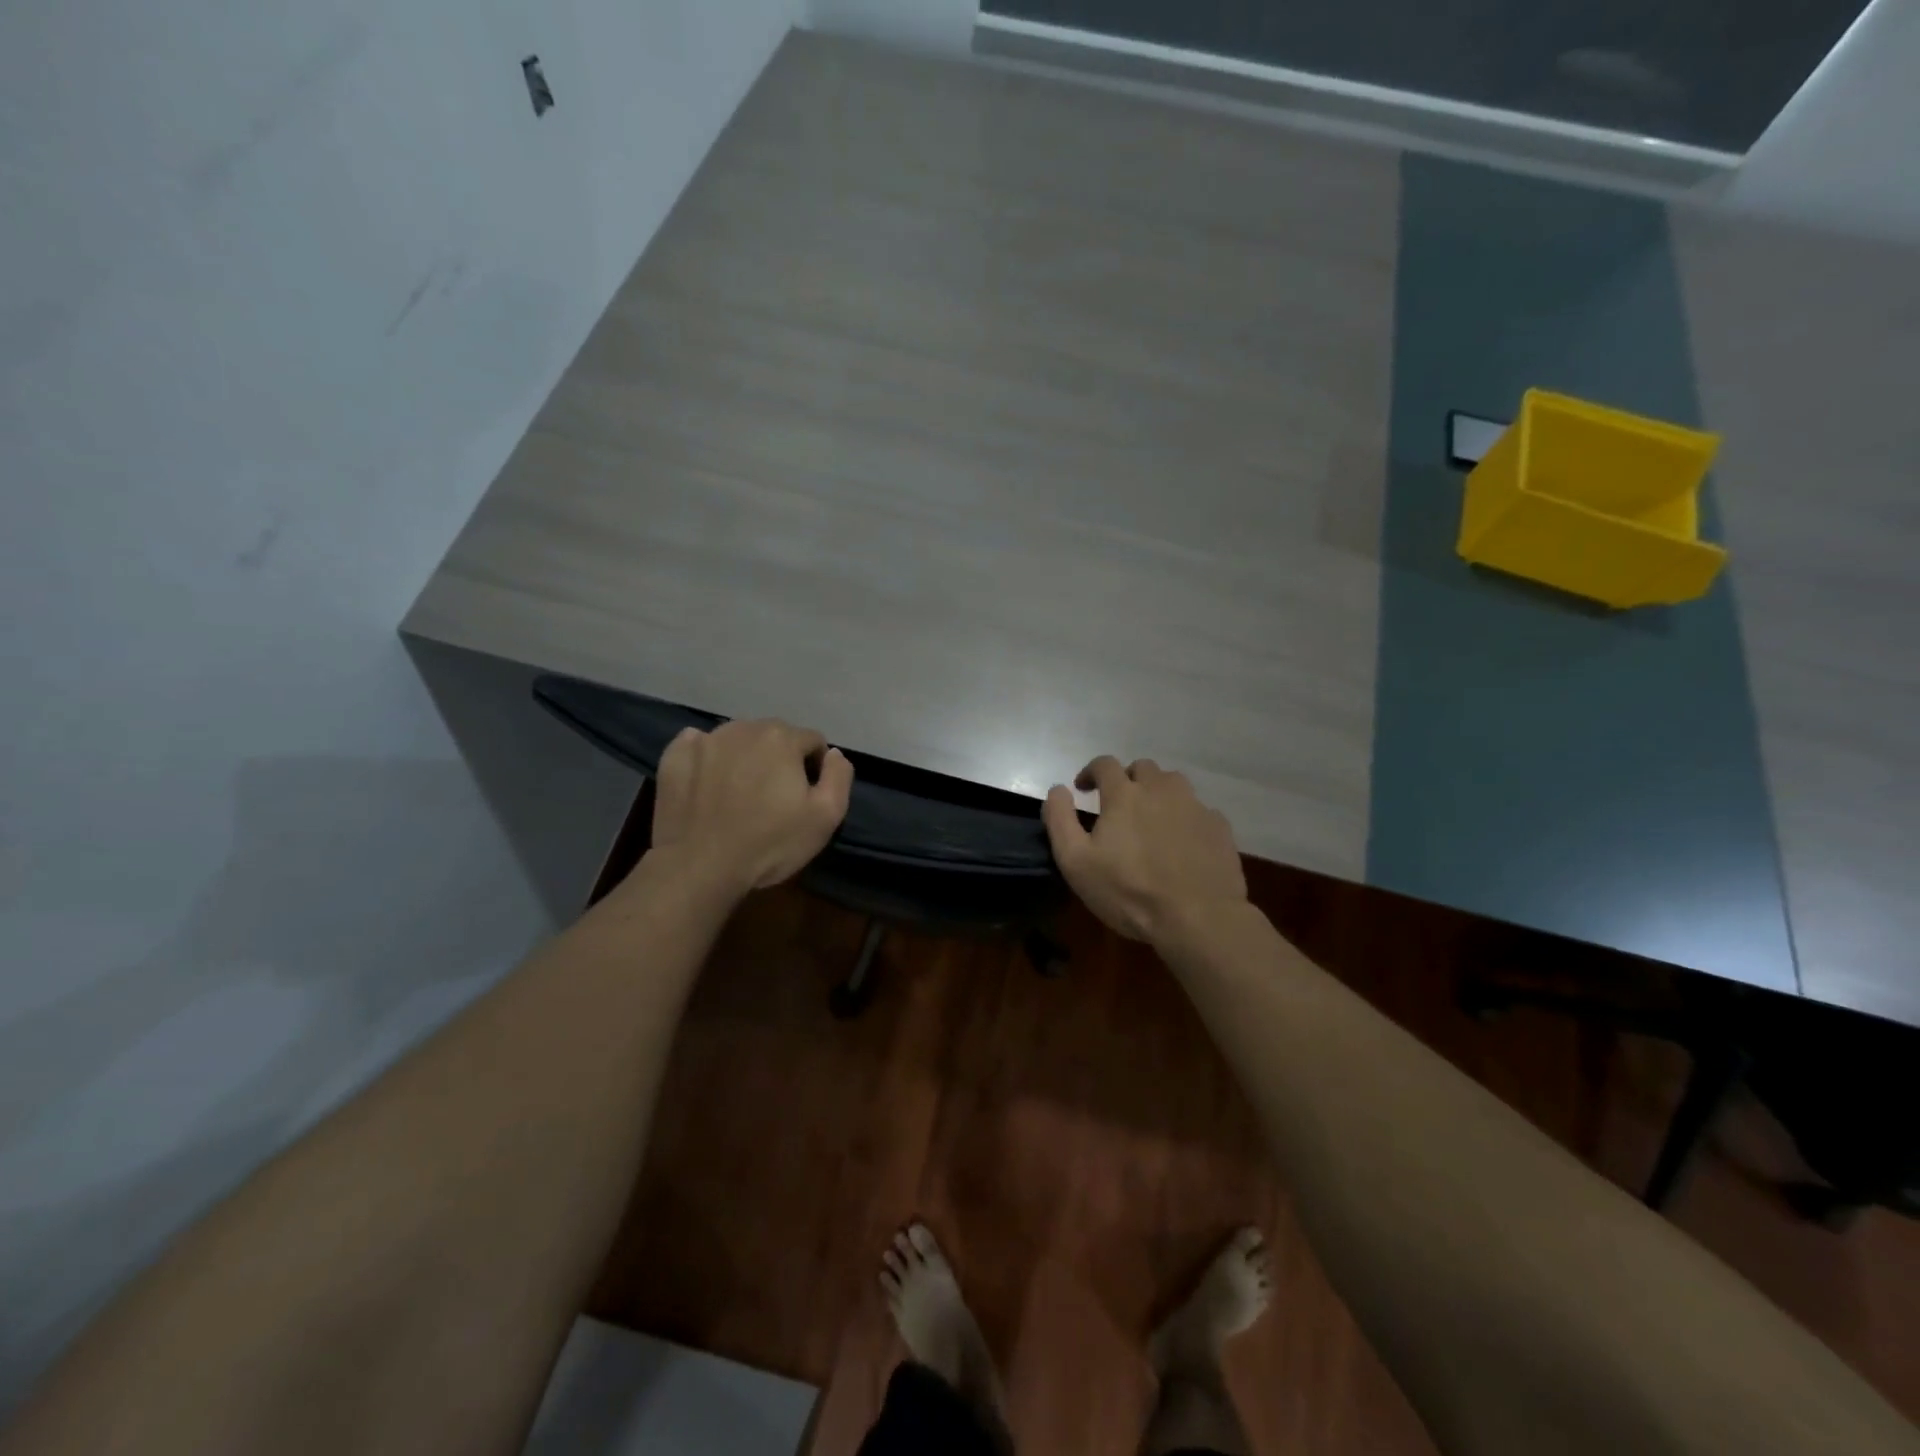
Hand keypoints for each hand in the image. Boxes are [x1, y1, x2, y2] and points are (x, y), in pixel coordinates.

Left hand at [651, 719, 853, 896]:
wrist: (699, 867)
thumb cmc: (769, 844)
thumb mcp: (825, 817)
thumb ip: (839, 777)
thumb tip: (835, 754)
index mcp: (782, 738)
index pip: (812, 741)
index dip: (815, 768)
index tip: (805, 796)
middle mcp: (743, 728)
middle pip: (774, 736)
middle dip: (779, 758)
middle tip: (773, 796)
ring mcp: (705, 740)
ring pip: (737, 739)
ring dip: (745, 757)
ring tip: (740, 793)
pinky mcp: (674, 756)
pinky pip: (698, 746)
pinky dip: (707, 759)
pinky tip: (708, 785)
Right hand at [1043, 756, 1246, 946]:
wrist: (1199, 917)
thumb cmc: (1129, 891)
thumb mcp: (1076, 862)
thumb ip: (1060, 819)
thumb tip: (1057, 789)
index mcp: (1125, 794)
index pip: (1104, 764)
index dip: (1090, 772)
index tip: (1082, 788)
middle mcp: (1161, 789)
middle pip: (1142, 768)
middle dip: (1127, 780)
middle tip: (1118, 805)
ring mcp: (1195, 806)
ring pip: (1173, 784)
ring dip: (1158, 793)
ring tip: (1151, 819)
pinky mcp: (1219, 827)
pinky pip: (1198, 810)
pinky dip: (1184, 817)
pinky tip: (1181, 841)